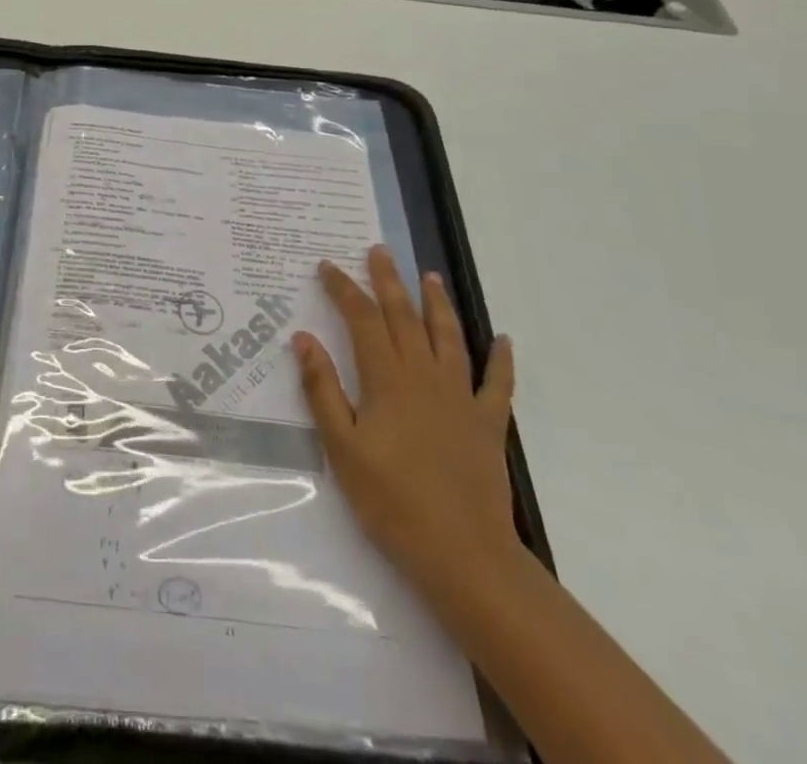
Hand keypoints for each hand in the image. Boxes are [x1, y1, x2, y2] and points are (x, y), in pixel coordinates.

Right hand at [295, 246, 518, 610]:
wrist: (464, 555)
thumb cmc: (392, 502)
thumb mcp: (342, 448)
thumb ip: (323, 390)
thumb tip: (303, 338)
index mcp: (387, 380)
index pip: (361, 319)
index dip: (344, 289)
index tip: (327, 266)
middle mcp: (425, 376)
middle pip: (403, 317)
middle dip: (388, 281)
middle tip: (379, 251)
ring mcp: (461, 397)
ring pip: (448, 337)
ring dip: (437, 303)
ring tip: (430, 276)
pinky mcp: (487, 423)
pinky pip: (497, 383)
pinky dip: (501, 359)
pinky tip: (503, 340)